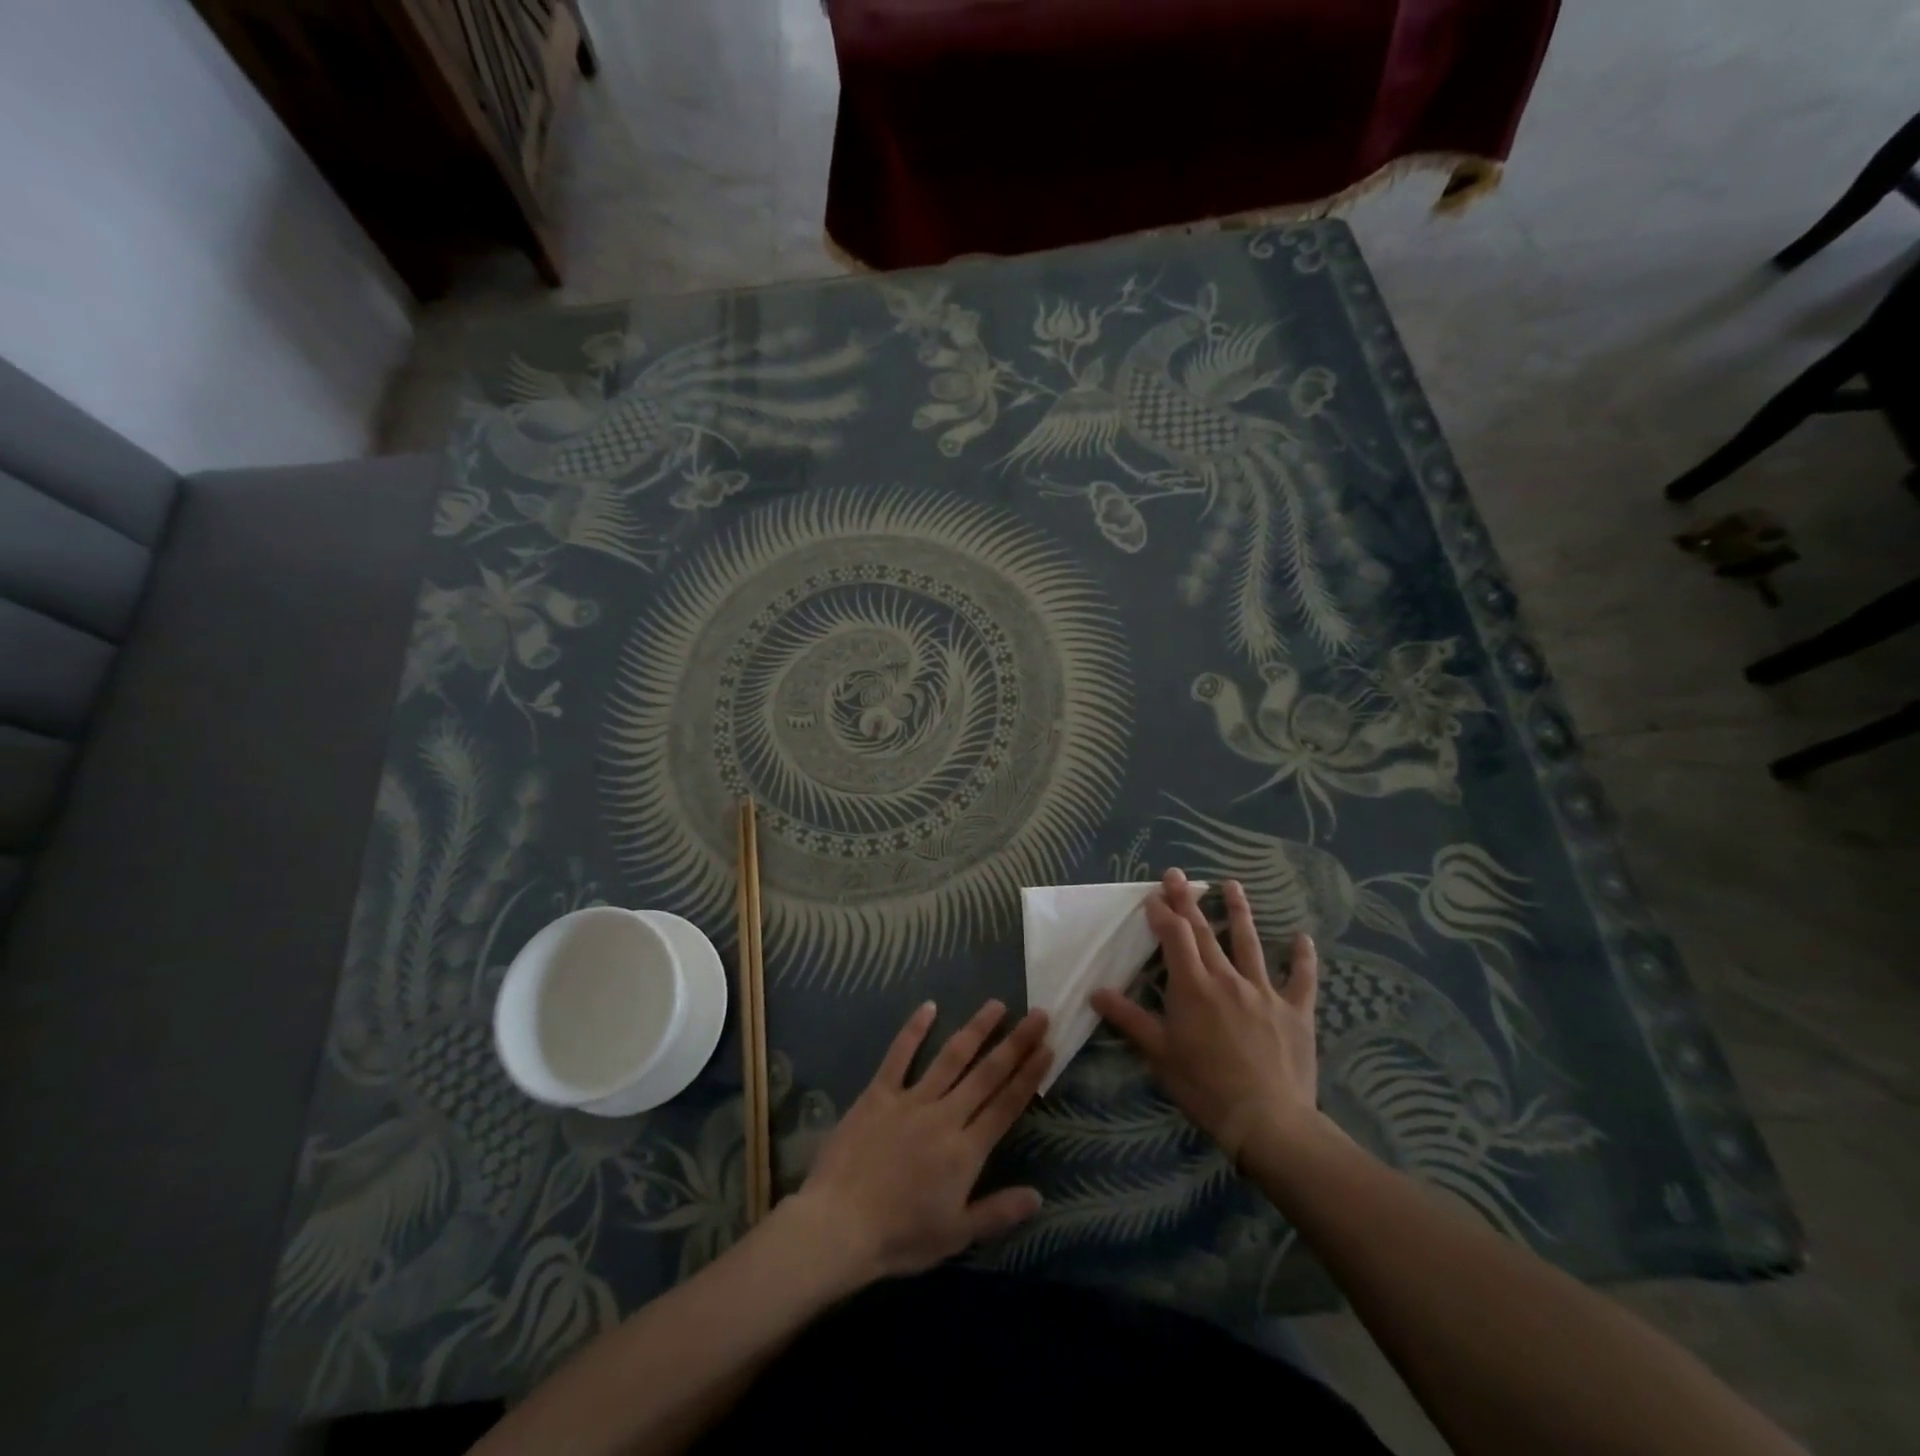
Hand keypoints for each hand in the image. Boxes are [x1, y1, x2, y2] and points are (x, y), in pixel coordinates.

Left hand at [782, 1000, 1051, 1284]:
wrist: (839, 1225)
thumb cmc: (900, 1236)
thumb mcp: (955, 1235)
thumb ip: (998, 1211)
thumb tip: (1038, 1196)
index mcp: (966, 1150)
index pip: (1006, 1105)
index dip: (1029, 1075)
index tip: (1047, 1048)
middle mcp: (945, 1115)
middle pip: (987, 1074)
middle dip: (1015, 1043)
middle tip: (1038, 1014)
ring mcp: (911, 1100)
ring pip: (951, 1057)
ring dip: (976, 1029)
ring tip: (997, 1004)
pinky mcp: (879, 1093)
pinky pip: (899, 1056)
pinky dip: (913, 1029)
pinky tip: (928, 1006)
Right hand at [1091, 868, 1318, 1161]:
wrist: (1268, 1120)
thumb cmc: (1205, 1087)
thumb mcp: (1159, 1054)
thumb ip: (1129, 1019)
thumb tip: (1096, 992)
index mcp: (1193, 987)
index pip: (1175, 938)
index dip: (1163, 914)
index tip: (1153, 895)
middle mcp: (1227, 979)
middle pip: (1205, 932)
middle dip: (1188, 901)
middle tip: (1178, 875)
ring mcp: (1264, 992)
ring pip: (1250, 943)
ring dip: (1239, 911)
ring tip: (1232, 885)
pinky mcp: (1295, 1011)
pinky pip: (1301, 978)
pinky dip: (1302, 958)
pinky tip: (1303, 938)